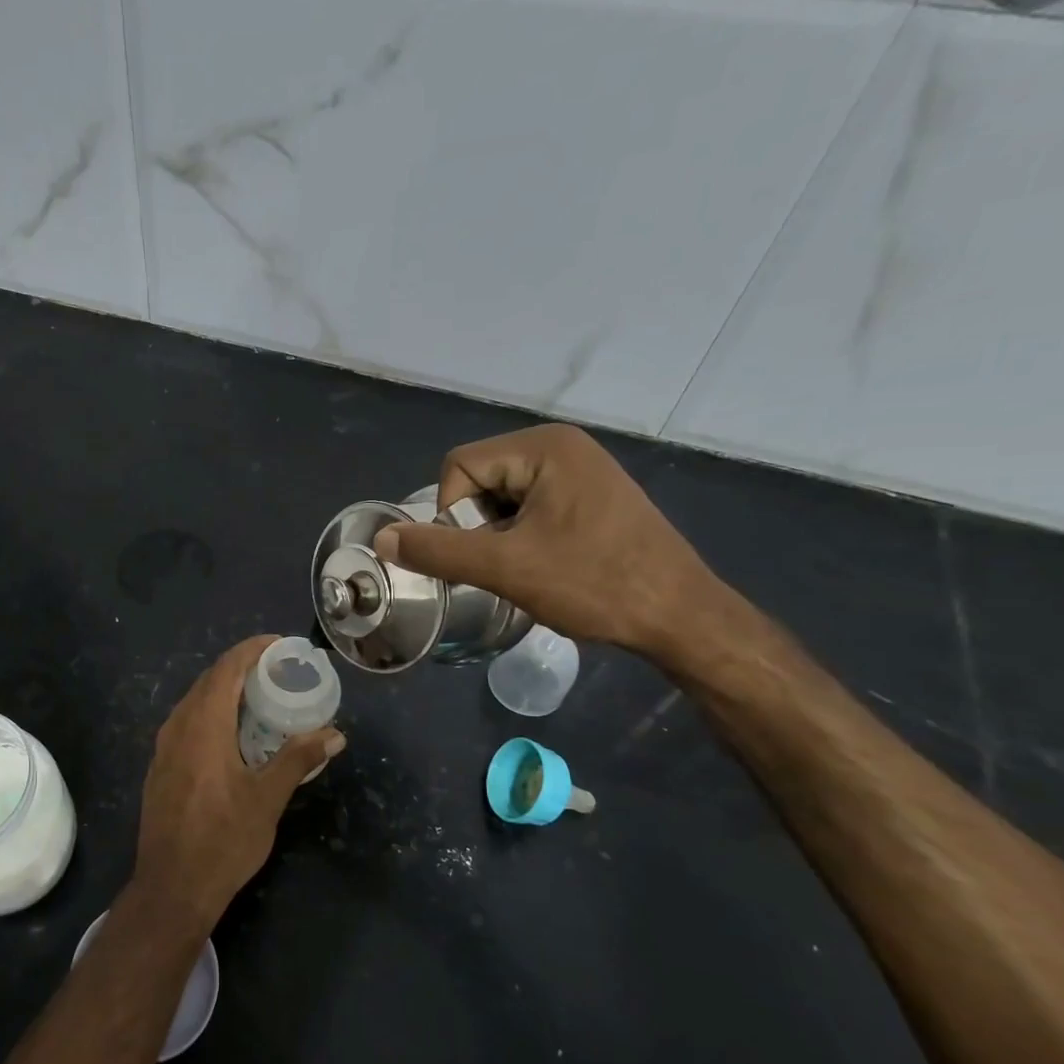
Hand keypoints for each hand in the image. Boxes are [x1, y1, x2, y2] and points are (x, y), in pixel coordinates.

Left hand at [131, 636, 344, 928]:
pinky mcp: (160, 766)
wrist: (171, 888)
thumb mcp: (267, 799)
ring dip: (226, 691)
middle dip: (243, 668)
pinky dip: (212, 713)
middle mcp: (178, 727)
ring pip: (196, 701)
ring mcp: (164, 747)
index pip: (227, 669)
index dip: (252, 650)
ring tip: (261, 697)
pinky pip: (188, 722)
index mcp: (203, 726)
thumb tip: (334, 735)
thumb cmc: (222, 841)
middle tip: (279, 671)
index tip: (280, 645)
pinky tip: (233, 733)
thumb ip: (298, 759)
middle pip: (209, 681)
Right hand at [373, 425, 727, 667]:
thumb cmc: (594, 583)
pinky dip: (523, 536)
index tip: (483, 555)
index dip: (453, 515)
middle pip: (479, 479)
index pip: (458, 467)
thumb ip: (437, 550)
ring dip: (499, 535)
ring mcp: (581, 470)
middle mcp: (562, 446)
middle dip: (478, 526)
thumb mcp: (505, 568)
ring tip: (527, 569)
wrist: (681, 617)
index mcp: (544, 447)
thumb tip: (382, 537)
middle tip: (505, 565)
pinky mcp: (591, 496)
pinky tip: (546, 566)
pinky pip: (532, 506)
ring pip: (503, 497)